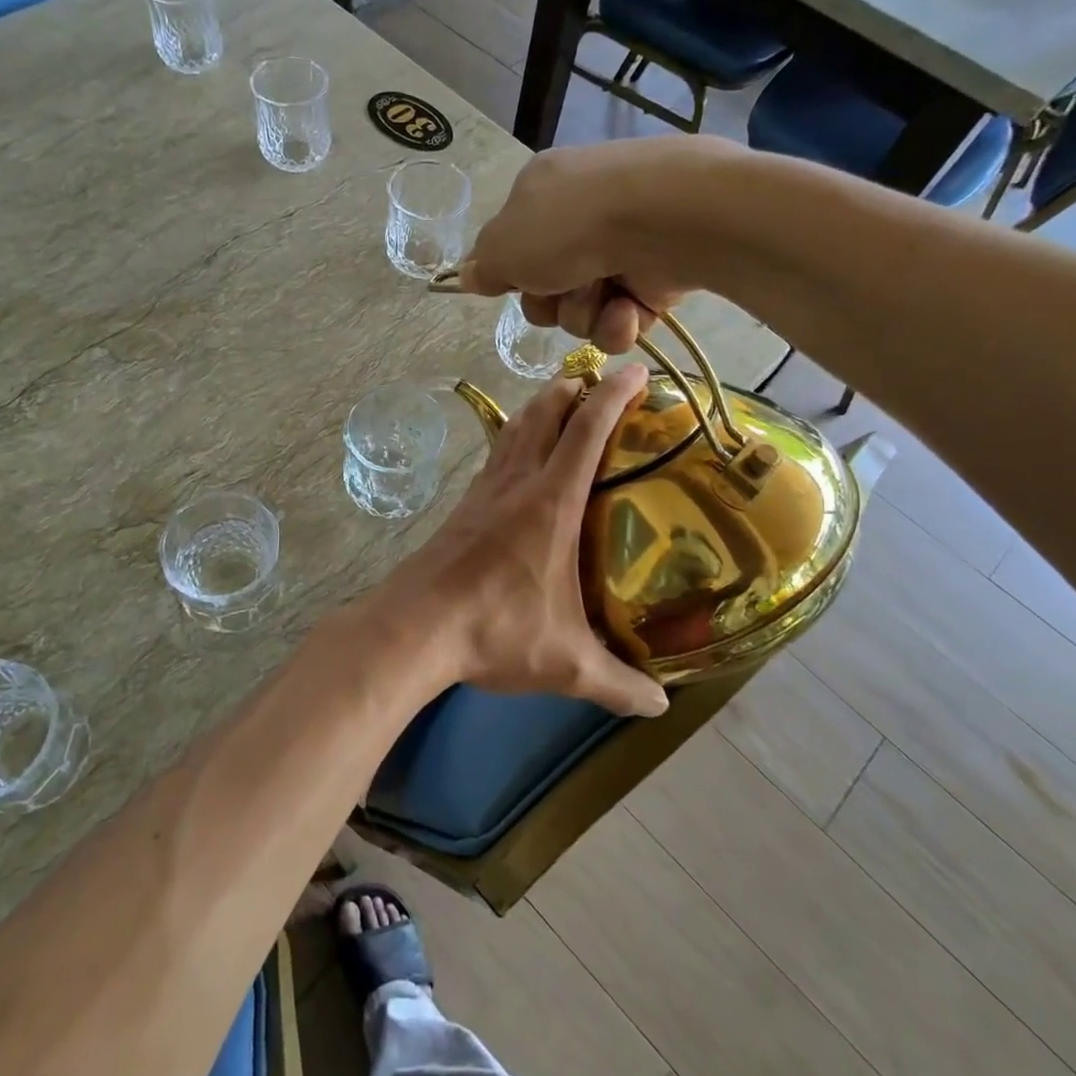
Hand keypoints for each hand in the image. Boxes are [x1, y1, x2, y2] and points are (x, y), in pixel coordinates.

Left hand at [370, 366, 667, 718]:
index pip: (587, 431)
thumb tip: (661, 706)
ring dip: (540, 407)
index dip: (613, 394)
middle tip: (598, 382)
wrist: (415, 627)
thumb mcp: (566, 664)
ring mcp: (484, 491)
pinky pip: (495, 455)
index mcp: (551, 503)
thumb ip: (617, 683)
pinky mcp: (462, 507)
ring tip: (561, 403)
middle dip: (573, 388)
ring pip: (514, 429)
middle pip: (545, 414)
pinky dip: (513, 438)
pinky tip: (517, 456)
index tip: (634, 369)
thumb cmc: (495, 632)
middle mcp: (517, 484)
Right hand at [456, 141, 700, 352]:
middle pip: (545, 289)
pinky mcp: (656, 279)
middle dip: (547, 302)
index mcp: (541, 193)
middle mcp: (581, 218)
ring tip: (601, 292)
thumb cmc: (568, 226)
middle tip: (557, 288)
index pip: (513, 245)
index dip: (509, 273)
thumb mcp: (503, 246)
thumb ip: (483, 267)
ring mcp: (621, 248)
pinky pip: (621, 322)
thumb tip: (469, 275)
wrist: (661, 219)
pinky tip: (626, 307)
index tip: (509, 285)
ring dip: (583, 313)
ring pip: (581, 310)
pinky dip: (619, 322)